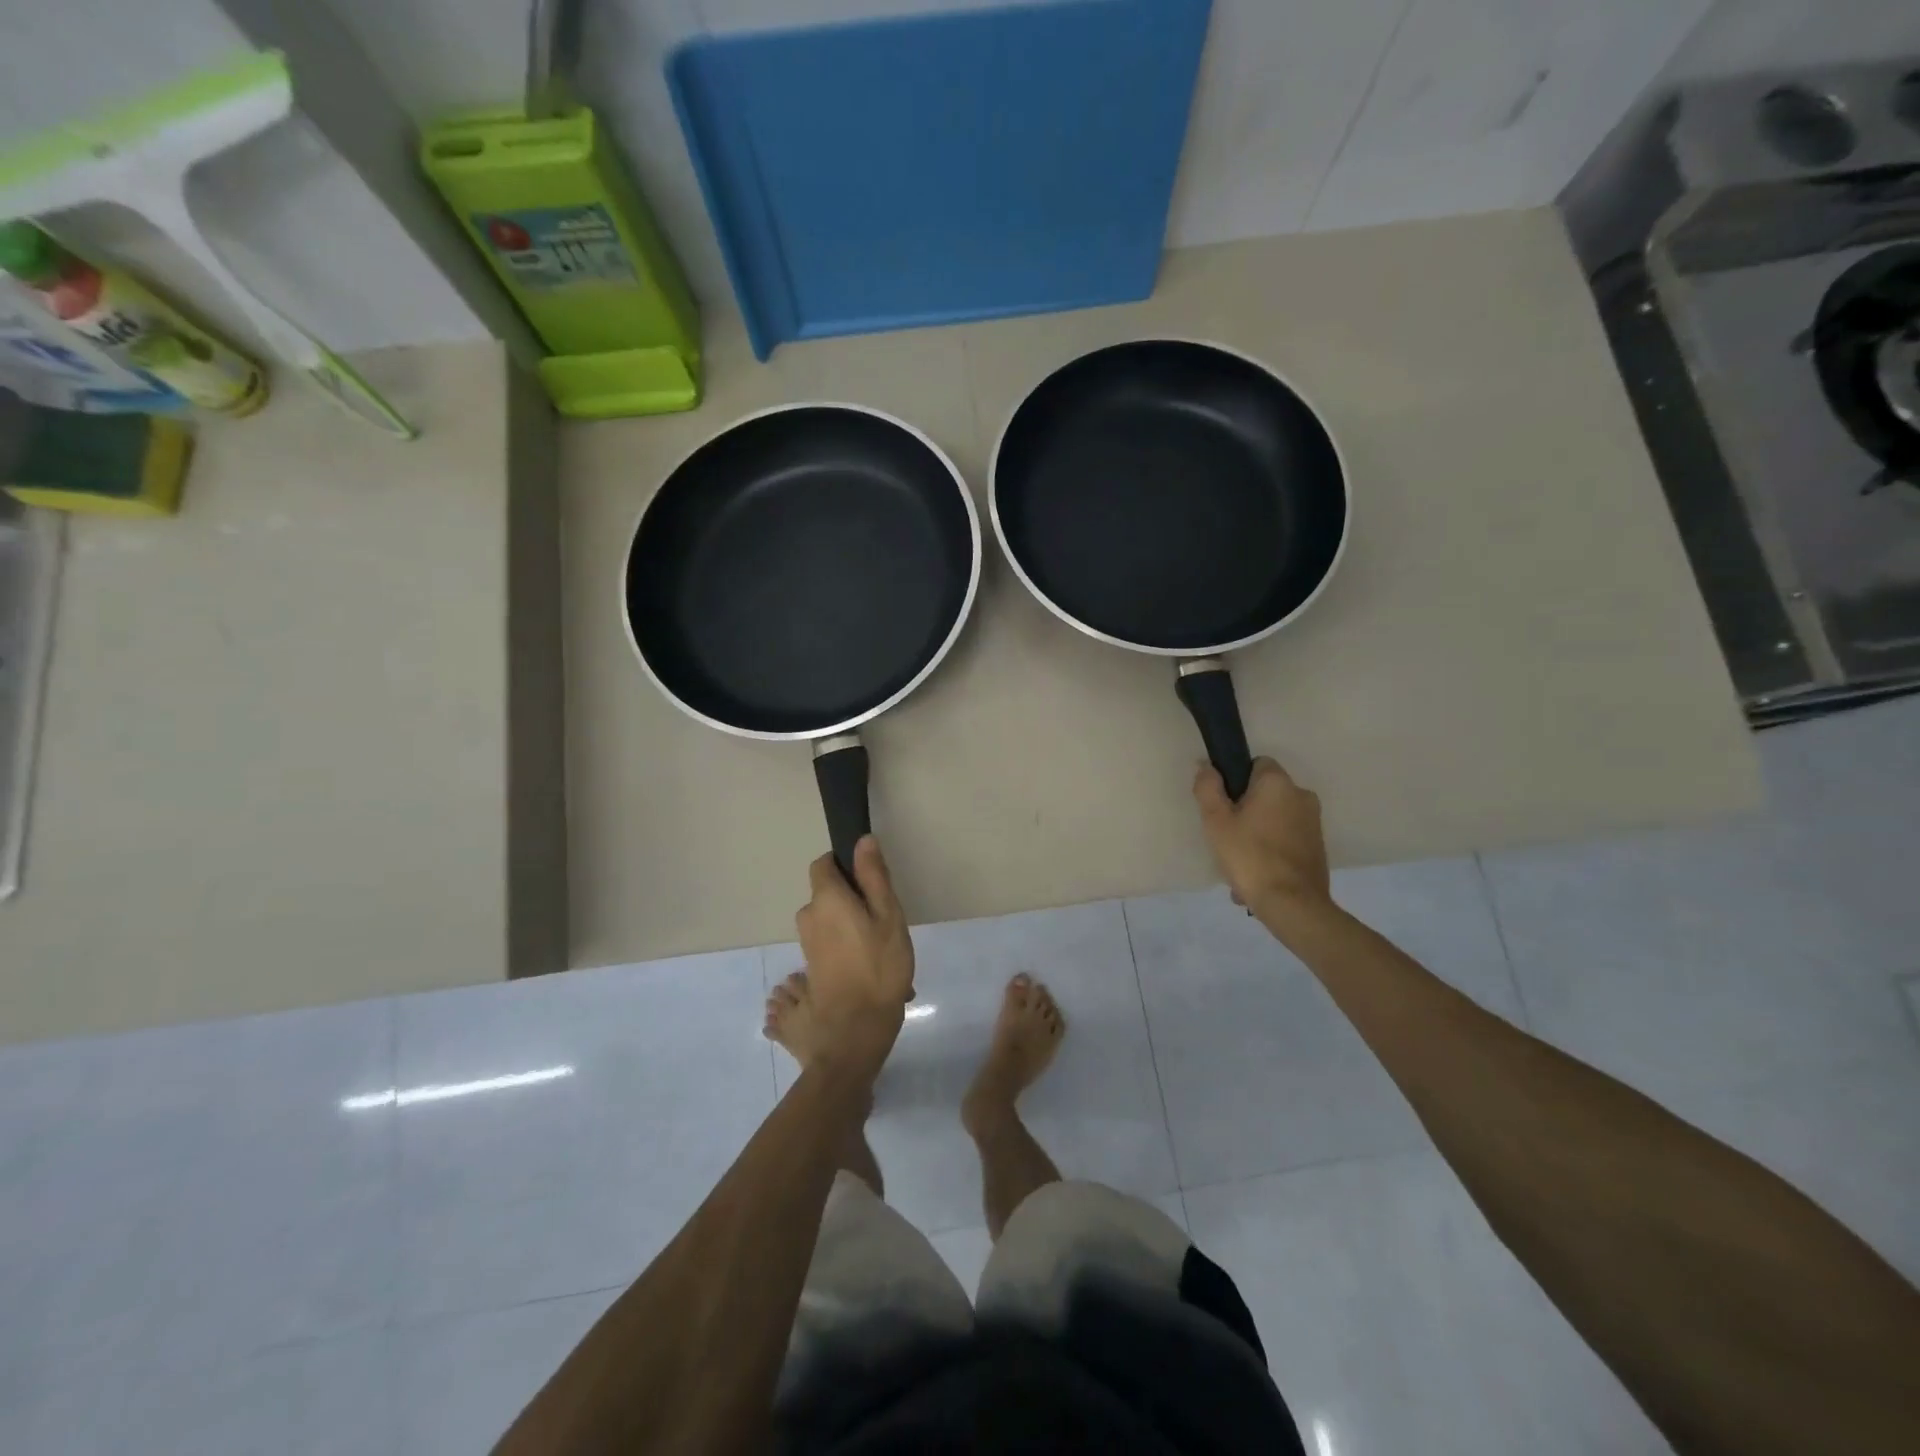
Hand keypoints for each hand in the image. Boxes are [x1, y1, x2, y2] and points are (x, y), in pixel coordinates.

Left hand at [794, 837, 914, 1079]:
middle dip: (852, 899)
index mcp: (825, 899)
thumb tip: (862, 840)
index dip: (844, 865)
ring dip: (851, 926)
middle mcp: (809, 917)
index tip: (869, 880)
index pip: (823, 864)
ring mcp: (807, 945)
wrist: (855, 1030)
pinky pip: (829, 943)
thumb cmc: (879, 966)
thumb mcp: (888, 915)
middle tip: (884, 920)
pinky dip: (847, 946)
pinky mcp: (812, 967)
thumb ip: (874, 876)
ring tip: (882, 948)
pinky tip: (871, 967)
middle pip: (828, 894)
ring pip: (830, 920)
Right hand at [1193, 757, 1334, 927]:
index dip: (1236, 780)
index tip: (1223, 804)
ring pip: (1275, 818)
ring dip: (1257, 833)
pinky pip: (1286, 839)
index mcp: (1278, 783)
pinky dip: (1271, 850)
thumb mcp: (1216, 821)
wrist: (1292, 904)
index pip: (1256, 763)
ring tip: (1238, 863)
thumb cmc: (1249, 856)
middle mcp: (1302, 795)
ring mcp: (1313, 822)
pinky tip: (1255, 875)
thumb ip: (1208, 788)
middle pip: (1265, 793)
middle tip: (1226, 836)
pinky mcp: (1318, 846)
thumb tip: (1207, 766)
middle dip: (1246, 810)